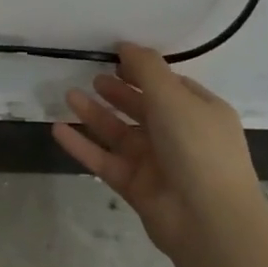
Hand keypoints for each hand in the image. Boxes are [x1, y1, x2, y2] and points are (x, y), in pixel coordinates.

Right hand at [52, 44, 260, 257]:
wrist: (209, 221)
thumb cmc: (196, 146)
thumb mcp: (173, 96)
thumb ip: (146, 68)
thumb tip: (126, 45)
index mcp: (201, 112)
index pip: (170, 85)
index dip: (143, 71)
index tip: (115, 57)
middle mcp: (181, 136)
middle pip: (143, 108)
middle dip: (117, 92)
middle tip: (92, 77)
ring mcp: (158, 164)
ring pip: (120, 133)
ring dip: (95, 114)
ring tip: (68, 95)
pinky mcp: (136, 187)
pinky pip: (105, 161)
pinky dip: (83, 146)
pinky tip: (58, 130)